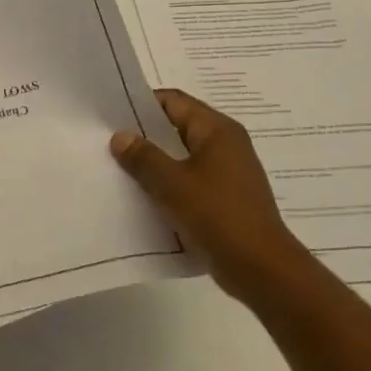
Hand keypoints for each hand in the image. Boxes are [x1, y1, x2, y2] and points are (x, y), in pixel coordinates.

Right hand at [110, 88, 309, 303]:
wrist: (261, 269)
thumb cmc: (218, 216)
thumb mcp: (172, 183)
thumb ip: (143, 157)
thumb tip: (120, 136)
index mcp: (217, 131)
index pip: (174, 101)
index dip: (142, 103)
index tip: (111, 114)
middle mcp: (226, 144)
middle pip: (178, 126)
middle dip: (144, 133)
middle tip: (108, 140)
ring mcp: (228, 172)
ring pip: (182, 155)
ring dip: (155, 161)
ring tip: (119, 167)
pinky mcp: (225, 198)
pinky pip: (190, 180)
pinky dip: (168, 182)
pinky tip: (143, 194)